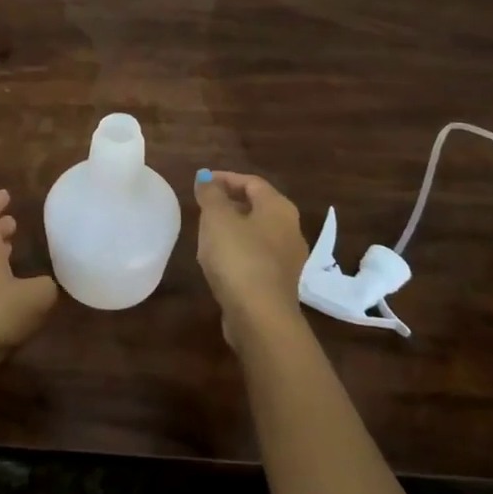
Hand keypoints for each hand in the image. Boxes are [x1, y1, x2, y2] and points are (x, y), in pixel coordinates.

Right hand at [194, 170, 309, 349]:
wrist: (260, 316)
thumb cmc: (238, 257)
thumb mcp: (216, 218)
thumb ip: (210, 194)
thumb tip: (205, 177)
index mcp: (279, 208)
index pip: (252, 182)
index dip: (225, 178)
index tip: (201, 182)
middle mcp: (291, 229)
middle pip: (258, 206)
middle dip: (230, 202)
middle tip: (203, 206)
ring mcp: (289, 259)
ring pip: (258, 233)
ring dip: (234, 228)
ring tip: (207, 232)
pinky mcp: (280, 283)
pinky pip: (257, 256)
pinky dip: (239, 250)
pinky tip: (220, 260)